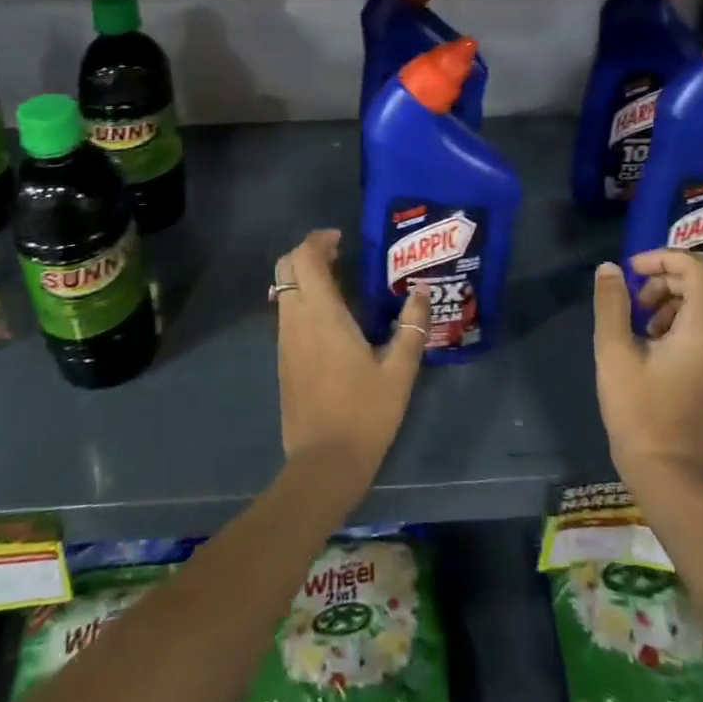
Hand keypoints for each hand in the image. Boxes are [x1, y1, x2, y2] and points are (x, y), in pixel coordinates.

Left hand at [273, 230, 428, 493]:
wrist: (323, 462)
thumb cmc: (364, 413)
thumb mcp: (399, 371)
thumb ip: (411, 328)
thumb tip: (420, 293)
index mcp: (321, 313)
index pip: (304, 258)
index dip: (318, 240)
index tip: (341, 239)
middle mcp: (295, 319)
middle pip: (286, 268)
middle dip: (307, 253)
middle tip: (339, 256)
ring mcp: (285, 340)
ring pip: (283, 290)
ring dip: (304, 277)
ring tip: (339, 284)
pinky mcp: (283, 359)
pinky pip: (286, 313)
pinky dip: (301, 299)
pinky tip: (330, 318)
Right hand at [592, 250, 702, 479]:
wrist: (666, 471)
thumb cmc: (637, 409)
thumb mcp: (614, 351)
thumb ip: (612, 303)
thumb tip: (611, 268)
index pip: (698, 270)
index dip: (664, 258)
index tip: (632, 270)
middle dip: (664, 279)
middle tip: (631, 298)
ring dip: (670, 300)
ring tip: (638, 322)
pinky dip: (679, 321)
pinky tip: (651, 343)